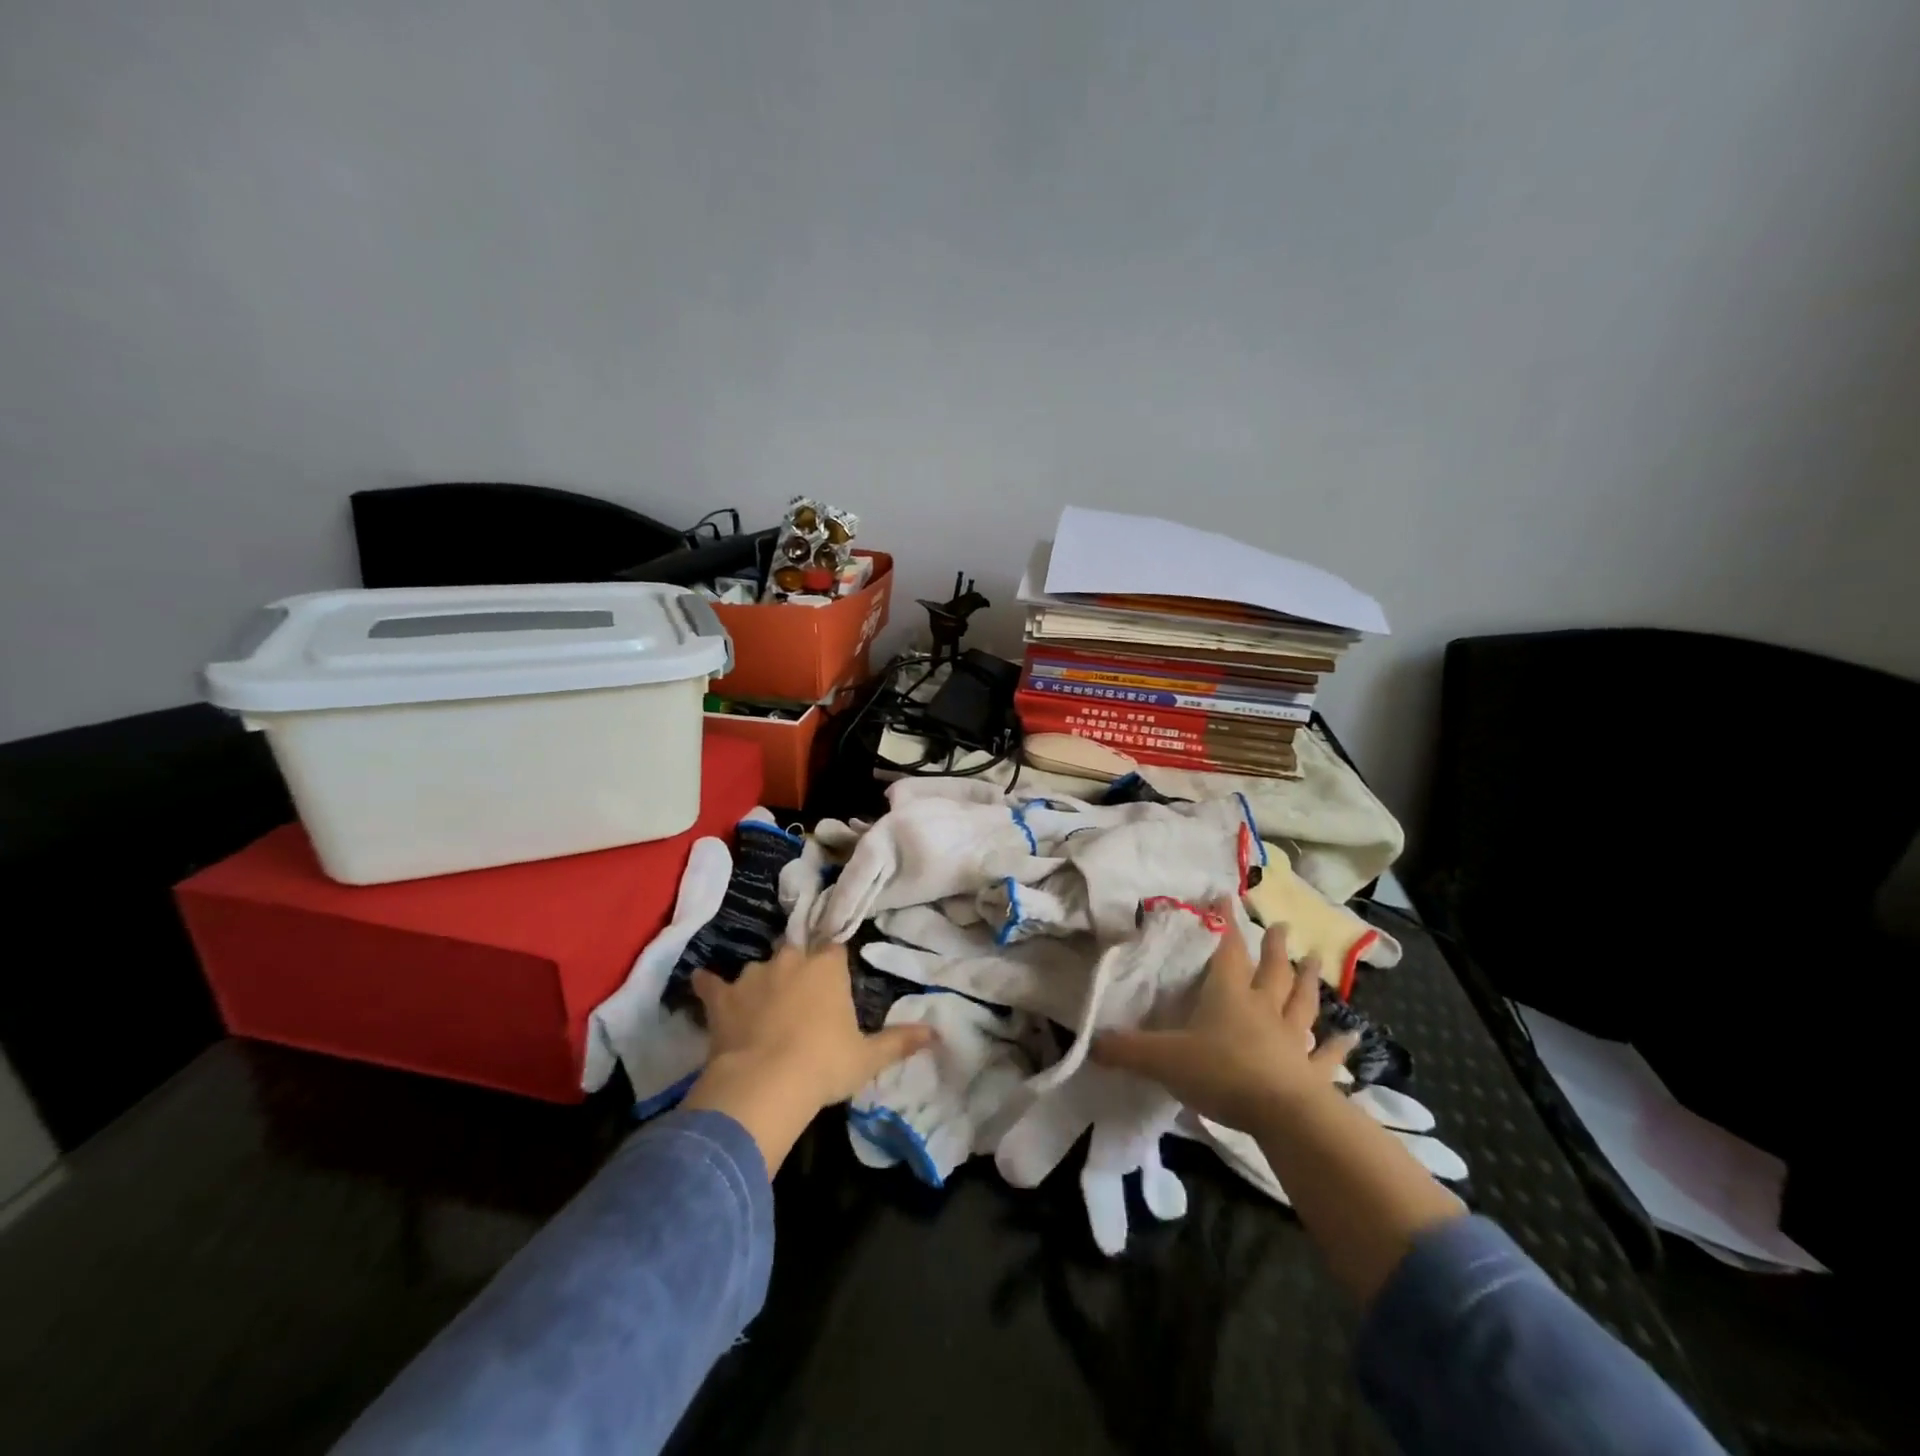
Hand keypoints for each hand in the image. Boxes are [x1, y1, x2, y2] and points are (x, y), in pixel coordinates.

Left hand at [683, 942, 933, 1172]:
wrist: (764, 1085)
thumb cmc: (824, 1065)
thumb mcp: (868, 1057)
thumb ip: (900, 1041)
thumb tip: (936, 1032)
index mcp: (827, 967)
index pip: (834, 947)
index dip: (832, 960)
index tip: (833, 972)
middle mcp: (790, 960)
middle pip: (795, 952)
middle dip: (797, 968)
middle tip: (799, 996)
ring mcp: (753, 976)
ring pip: (759, 969)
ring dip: (761, 982)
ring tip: (761, 1006)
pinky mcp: (723, 997)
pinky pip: (712, 984)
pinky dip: (709, 985)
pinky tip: (703, 984)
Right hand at [1092, 914, 1354, 1133]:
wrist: (1282, 1115)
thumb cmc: (1221, 1073)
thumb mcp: (1163, 1059)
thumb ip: (1126, 1050)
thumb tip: (1089, 1043)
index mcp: (1228, 996)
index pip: (1227, 951)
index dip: (1225, 924)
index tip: (1226, 896)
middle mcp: (1262, 1009)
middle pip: (1271, 971)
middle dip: (1275, 947)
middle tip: (1283, 926)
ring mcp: (1291, 1039)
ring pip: (1301, 1002)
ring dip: (1308, 981)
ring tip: (1316, 961)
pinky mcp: (1311, 1072)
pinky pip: (1326, 1055)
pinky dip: (1338, 1046)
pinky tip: (1353, 1036)